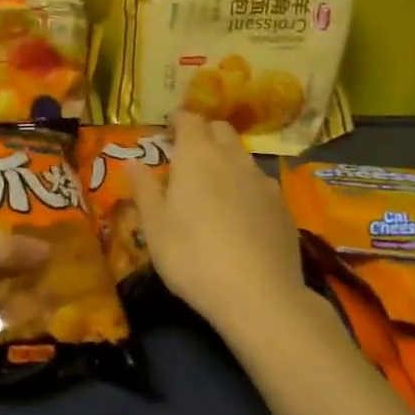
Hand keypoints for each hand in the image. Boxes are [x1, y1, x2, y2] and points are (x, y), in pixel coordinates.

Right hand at [130, 111, 305, 334]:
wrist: (259, 295)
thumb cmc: (192, 256)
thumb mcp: (155, 227)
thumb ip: (144, 189)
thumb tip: (132, 162)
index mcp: (197, 155)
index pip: (189, 119)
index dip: (178, 120)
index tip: (168, 128)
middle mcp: (232, 157)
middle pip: (220, 129)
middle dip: (204, 133)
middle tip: (188, 153)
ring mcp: (262, 180)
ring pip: (242, 155)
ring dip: (227, 159)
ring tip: (214, 185)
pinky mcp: (282, 206)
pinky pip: (261, 184)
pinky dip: (247, 187)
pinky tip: (242, 214)